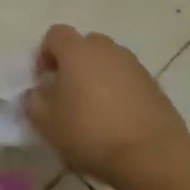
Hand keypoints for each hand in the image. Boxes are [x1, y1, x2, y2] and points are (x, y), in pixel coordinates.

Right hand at [23, 24, 189, 183]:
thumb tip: (39, 91)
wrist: (151, 155)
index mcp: (77, 52)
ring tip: (93, 108)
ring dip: (97, 76)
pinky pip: (128, 79)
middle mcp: (107, 50)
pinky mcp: (155, 85)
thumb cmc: (89, 133)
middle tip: (68, 92)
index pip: (55, 34)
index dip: (45, 54)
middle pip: (85, 44)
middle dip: (73, 63)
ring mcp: (134, 66)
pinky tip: (116, 119)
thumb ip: (34, 100)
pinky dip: (118, 90)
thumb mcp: (45, 122)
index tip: (44, 81)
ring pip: (108, 61)